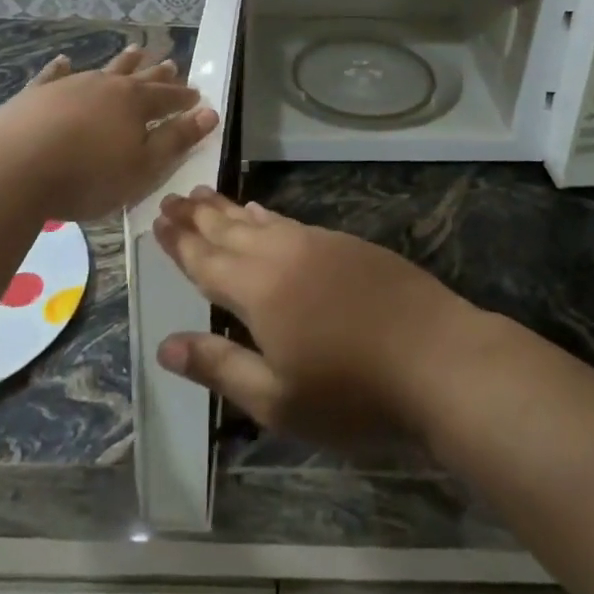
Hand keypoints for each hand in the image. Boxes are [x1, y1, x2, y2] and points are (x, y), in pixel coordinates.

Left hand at [0, 46, 217, 222]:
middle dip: (157, 73)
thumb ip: (176, 139)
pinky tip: (64, 61)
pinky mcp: (36, 94)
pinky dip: (62, 68)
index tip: (197, 96)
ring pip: (103, 70)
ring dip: (122, 62)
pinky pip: (54, 75)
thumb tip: (209, 113)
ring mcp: (70, 86)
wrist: (14, 168)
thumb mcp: (143, 166)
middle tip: (171, 63)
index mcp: (135, 103)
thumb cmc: (88, 175)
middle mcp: (106, 86)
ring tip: (135, 50)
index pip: (169, 97)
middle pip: (139, 77)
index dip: (184, 98)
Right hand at [152, 187, 480, 447]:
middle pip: (229, 230)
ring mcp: (319, 244)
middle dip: (198, 215)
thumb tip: (166, 345)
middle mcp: (283, 255)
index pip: (206, 260)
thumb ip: (220, 367)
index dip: (180, 241)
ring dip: (230, 209)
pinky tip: (263, 213)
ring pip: (261, 221)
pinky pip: (291, 222)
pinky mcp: (347, 245)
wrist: (436, 358)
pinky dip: (267, 216)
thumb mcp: (277, 399)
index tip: (158, 218)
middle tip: (173, 196)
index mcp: (258, 289)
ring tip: (207, 194)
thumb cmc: (351, 392)